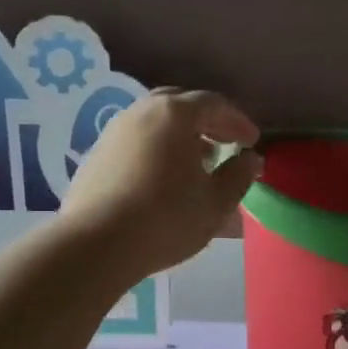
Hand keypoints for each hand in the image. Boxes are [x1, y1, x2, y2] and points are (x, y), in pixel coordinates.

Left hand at [60, 88, 261, 278]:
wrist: (96, 244)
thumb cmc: (166, 219)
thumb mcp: (215, 202)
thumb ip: (238, 176)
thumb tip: (250, 159)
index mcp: (174, 114)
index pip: (214, 103)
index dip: (238, 121)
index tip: (252, 142)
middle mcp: (140, 112)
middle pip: (180, 104)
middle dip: (207, 121)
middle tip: (225, 143)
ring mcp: (113, 132)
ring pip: (154, 122)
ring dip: (180, 136)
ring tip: (197, 163)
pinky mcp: (95, 155)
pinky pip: (135, 141)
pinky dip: (156, 148)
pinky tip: (163, 177)